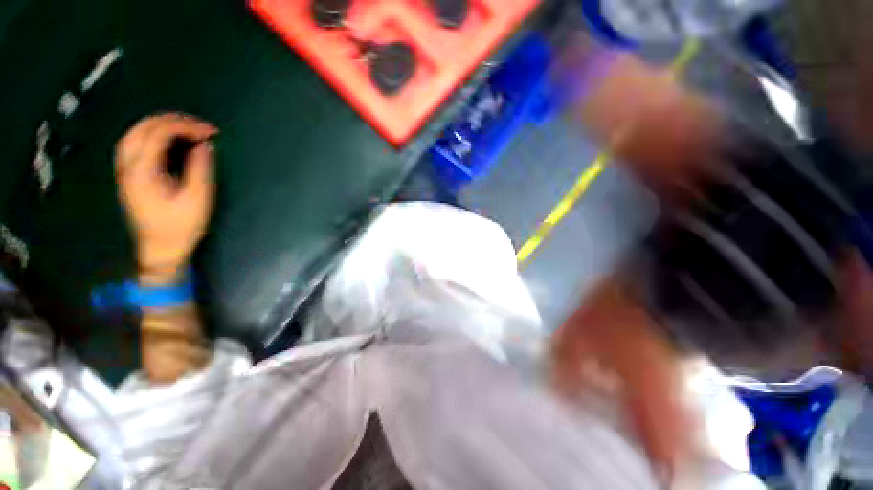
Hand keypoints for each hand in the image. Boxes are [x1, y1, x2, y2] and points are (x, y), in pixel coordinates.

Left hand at [115, 113, 217, 284]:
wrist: (160, 248)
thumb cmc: (181, 226)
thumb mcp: (197, 198)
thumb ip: (199, 168)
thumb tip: (204, 145)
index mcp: (143, 170)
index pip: (159, 133)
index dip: (186, 126)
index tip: (211, 132)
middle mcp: (128, 166)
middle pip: (142, 128)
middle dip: (172, 121)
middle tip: (199, 126)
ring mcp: (126, 170)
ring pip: (135, 134)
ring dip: (160, 125)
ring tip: (185, 128)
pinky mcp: (129, 176)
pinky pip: (135, 144)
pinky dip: (152, 135)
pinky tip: (167, 140)